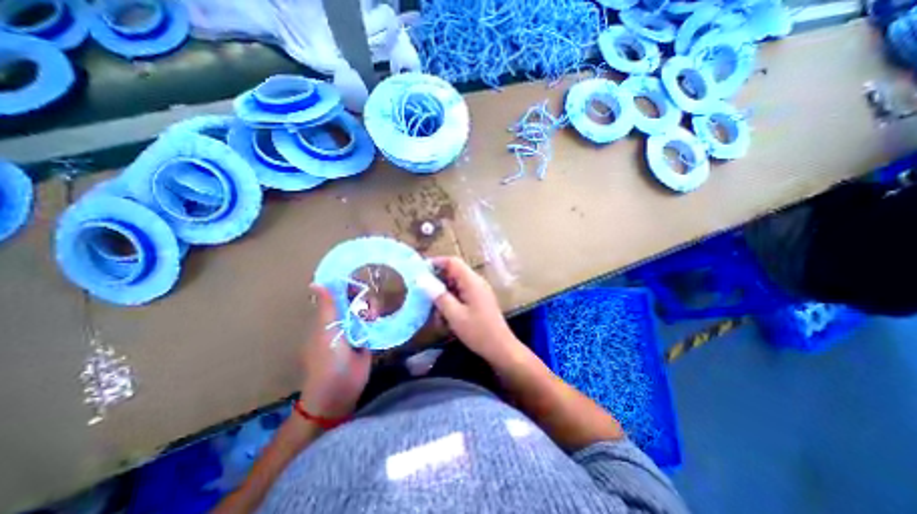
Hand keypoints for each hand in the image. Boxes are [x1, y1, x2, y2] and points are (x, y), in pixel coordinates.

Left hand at [302, 285, 371, 421]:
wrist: (340, 390)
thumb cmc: (328, 359)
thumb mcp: (326, 330)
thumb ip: (327, 307)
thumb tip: (316, 283)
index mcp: (327, 319)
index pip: (338, 297)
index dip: (348, 288)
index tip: (360, 283)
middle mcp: (340, 323)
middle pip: (354, 303)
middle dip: (362, 299)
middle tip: (368, 304)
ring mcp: (355, 332)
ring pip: (364, 312)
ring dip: (370, 309)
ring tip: (373, 316)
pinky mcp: (367, 340)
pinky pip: (373, 324)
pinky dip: (376, 319)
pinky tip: (379, 317)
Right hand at [416, 257, 521, 364]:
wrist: (501, 348)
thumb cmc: (478, 332)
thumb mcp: (455, 315)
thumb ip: (439, 296)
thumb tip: (422, 279)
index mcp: (472, 281)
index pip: (452, 262)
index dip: (435, 263)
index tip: (419, 271)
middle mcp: (476, 282)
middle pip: (453, 273)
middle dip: (438, 282)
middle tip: (423, 294)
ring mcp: (479, 291)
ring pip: (456, 285)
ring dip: (444, 295)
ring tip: (434, 311)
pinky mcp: (479, 300)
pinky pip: (461, 294)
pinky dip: (451, 301)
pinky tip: (445, 317)